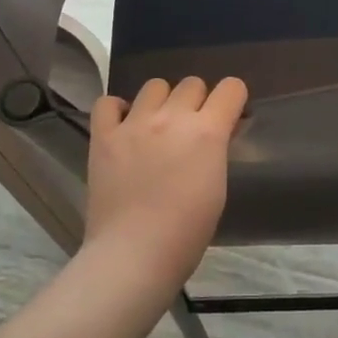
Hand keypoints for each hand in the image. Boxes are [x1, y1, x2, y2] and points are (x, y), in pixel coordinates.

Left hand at [86, 76, 247, 285]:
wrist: (134, 253)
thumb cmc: (187, 232)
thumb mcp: (218, 187)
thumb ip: (217, 150)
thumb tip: (217, 131)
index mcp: (207, 131)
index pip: (231, 88)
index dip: (233, 99)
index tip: (229, 116)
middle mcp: (172, 117)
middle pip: (192, 83)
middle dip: (198, 101)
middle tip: (192, 129)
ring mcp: (134, 124)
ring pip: (154, 85)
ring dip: (162, 101)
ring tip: (157, 126)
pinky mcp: (103, 136)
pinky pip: (108, 103)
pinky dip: (118, 110)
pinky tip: (124, 127)